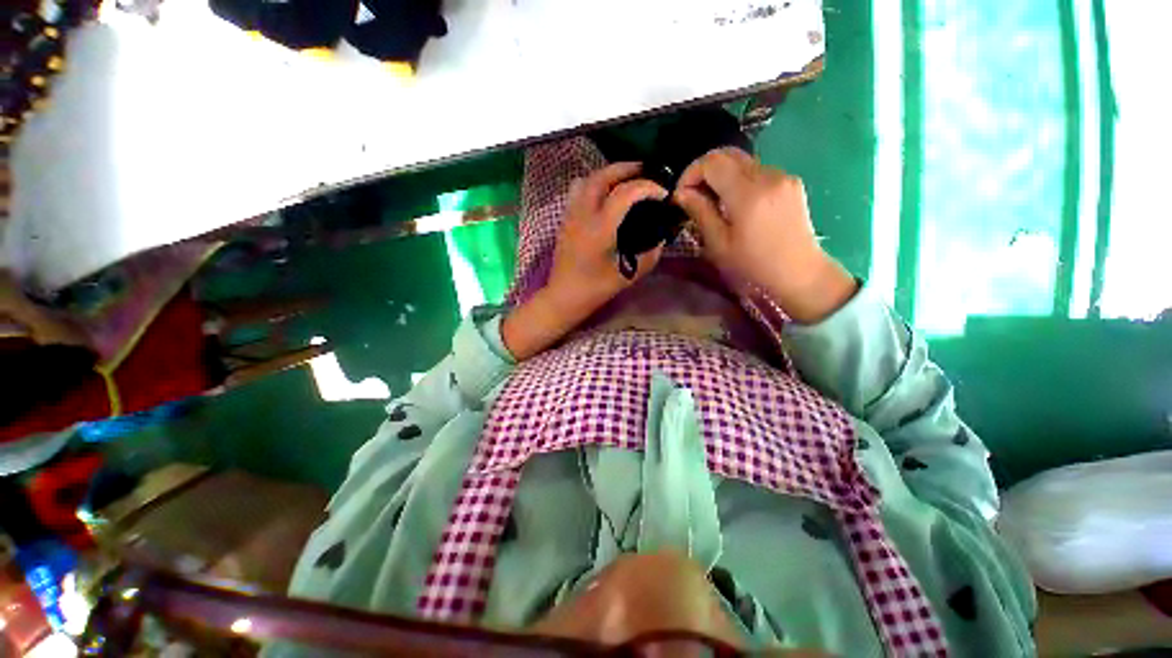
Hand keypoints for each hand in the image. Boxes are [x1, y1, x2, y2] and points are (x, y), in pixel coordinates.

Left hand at [502, 163, 667, 359]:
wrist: (563, 297)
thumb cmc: (595, 290)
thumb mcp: (628, 276)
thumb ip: (650, 256)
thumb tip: (662, 238)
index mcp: (600, 229)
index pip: (625, 193)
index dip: (647, 187)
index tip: (663, 194)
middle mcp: (583, 215)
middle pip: (603, 176)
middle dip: (627, 169)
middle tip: (646, 172)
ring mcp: (570, 215)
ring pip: (587, 179)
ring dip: (608, 174)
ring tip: (625, 180)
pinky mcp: (565, 220)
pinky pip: (578, 190)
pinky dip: (595, 184)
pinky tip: (605, 196)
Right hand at [674, 148, 856, 323]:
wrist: (799, 273)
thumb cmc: (753, 265)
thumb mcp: (718, 244)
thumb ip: (700, 212)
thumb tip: (681, 193)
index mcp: (748, 193)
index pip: (712, 162)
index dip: (690, 173)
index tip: (681, 195)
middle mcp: (767, 175)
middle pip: (728, 154)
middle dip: (704, 170)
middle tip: (693, 195)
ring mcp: (783, 176)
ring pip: (743, 161)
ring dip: (722, 175)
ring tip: (713, 201)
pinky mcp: (791, 182)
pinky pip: (757, 171)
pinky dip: (740, 180)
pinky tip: (736, 204)